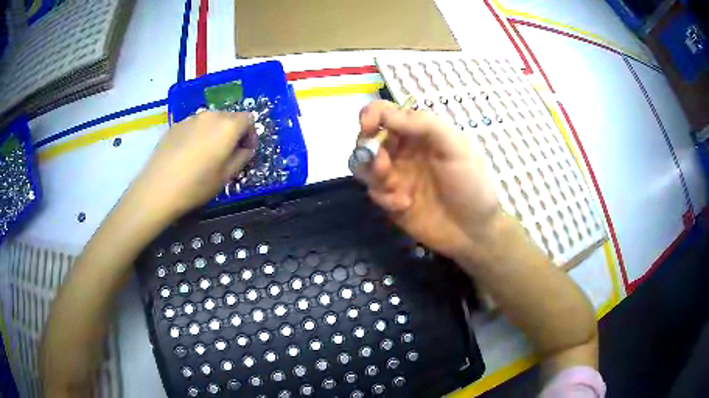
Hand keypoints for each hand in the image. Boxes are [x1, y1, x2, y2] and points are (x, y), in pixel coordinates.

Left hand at [131, 111, 255, 218]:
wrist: (158, 188)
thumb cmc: (196, 185)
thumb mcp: (226, 177)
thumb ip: (242, 158)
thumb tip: (246, 149)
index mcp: (227, 126)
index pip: (249, 119)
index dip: (250, 135)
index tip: (244, 152)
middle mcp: (211, 115)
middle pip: (230, 117)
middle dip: (233, 133)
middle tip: (226, 154)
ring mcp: (191, 118)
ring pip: (211, 120)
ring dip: (215, 133)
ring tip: (205, 154)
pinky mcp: (176, 125)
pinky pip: (194, 125)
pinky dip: (198, 134)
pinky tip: (189, 154)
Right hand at [357, 100, 501, 259]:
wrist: (473, 231)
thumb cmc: (470, 185)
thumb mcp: (456, 148)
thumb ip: (424, 125)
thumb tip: (385, 115)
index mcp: (419, 132)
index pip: (385, 113)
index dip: (371, 115)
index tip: (368, 127)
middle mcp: (403, 150)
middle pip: (368, 138)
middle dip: (369, 149)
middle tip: (384, 165)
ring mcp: (395, 175)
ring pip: (362, 164)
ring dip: (372, 172)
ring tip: (392, 186)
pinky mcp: (390, 200)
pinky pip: (373, 191)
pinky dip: (384, 197)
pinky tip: (405, 206)